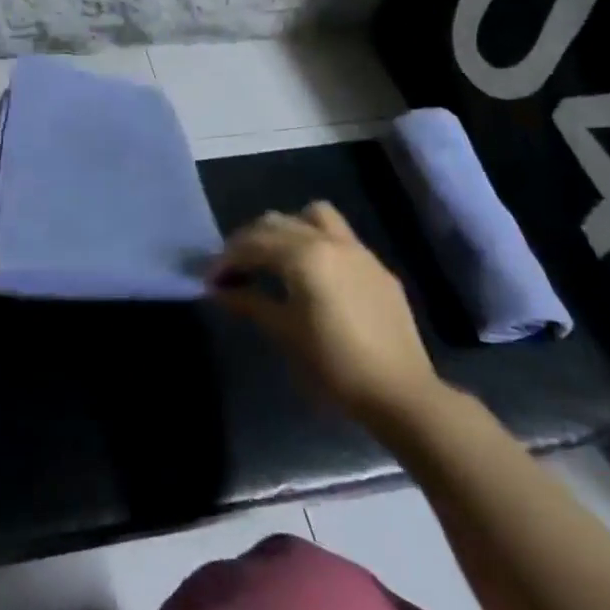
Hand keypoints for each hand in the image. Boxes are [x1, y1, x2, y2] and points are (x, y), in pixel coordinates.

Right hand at [209, 201, 443, 433]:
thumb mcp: (283, 333)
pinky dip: (315, 242)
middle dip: (249, 240)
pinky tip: (312, 275)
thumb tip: (220, 290)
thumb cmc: (332, 364)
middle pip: (276, 223)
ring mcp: (358, 251)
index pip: (252, 245)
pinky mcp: (377, 268)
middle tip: (234, 268)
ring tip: (275, 258)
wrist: (399, 393)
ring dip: (286, 229)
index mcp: (303, 255)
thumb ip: (249, 302)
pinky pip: (339, 237)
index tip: (210, 280)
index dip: (226, 260)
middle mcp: (329, 241)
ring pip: (313, 216)